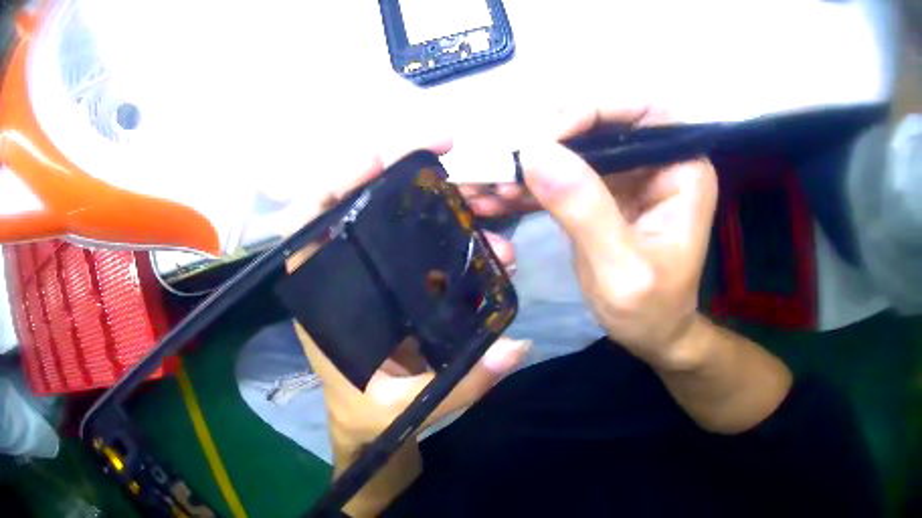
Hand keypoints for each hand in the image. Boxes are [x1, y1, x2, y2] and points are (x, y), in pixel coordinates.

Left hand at [283, 139, 528, 513]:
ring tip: (487, 208)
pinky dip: (455, 238)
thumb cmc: (368, 417)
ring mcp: (375, 280)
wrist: (370, 428)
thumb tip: (515, 347)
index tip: (377, 157)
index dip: (333, 184)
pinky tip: (491, 245)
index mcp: (324, 302)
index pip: (308, 227)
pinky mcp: (401, 289)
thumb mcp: (403, 409)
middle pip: (359, 206)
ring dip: (439, 205)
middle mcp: (344, 278)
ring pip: (397, 222)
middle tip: (446, 149)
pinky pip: (424, 250)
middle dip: (398, 172)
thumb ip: (457, 384)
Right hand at [520, 106, 718, 371]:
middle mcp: (660, 160)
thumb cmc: (651, 311)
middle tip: (505, 161)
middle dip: (550, 137)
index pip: (643, 112)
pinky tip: (497, 196)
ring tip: (489, 183)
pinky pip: (566, 171)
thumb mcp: (620, 270)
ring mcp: (632, 172)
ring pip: (577, 143)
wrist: (652, 336)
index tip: (544, 138)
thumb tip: (535, 151)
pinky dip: (532, 182)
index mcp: (683, 169)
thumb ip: (584, 209)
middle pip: (602, 121)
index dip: (593, 110)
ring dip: (531, 161)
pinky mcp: (606, 188)